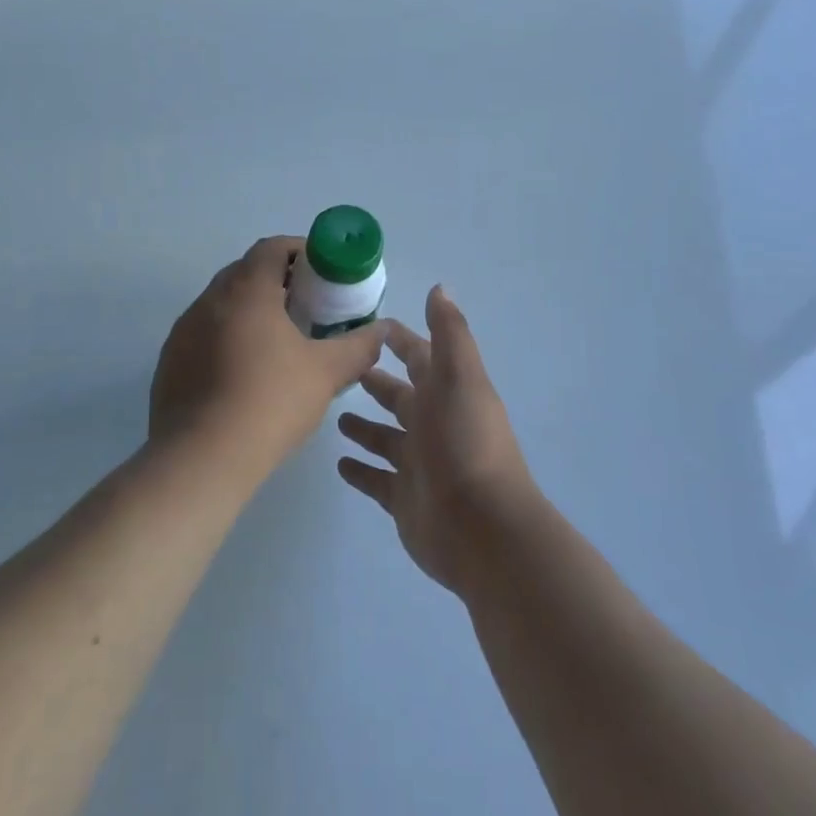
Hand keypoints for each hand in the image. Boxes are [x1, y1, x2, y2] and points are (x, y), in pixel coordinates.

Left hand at [150, 236, 387, 482]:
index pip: (272, 247)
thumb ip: (359, 346)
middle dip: (278, 280)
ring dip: (251, 310)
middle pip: (246, 272)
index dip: (301, 251)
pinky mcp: (170, 361)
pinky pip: (204, 333)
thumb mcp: (327, 372)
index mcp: (246, 290)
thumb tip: (380, 331)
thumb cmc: (270, 401)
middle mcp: (209, 300)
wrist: (201, 458)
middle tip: (308, 306)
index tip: (323, 273)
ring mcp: (184, 330)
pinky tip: (245, 372)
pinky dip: (227, 337)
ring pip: (223, 304)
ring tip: (279, 341)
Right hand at [337, 286, 536, 592]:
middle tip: (342, 369)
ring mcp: (417, 463)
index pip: (419, 357)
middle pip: (400, 397)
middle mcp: (432, 424)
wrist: (481, 528)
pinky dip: (360, 471)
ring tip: (334, 414)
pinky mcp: (403, 498)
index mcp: (446, 392)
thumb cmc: (465, 442)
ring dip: (364, 426)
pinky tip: (338, 463)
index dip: (401, 340)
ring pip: (385, 438)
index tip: (371, 326)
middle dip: (377, 382)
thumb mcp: (460, 377)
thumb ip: (448, 332)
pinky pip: (376, 479)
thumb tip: (439, 288)